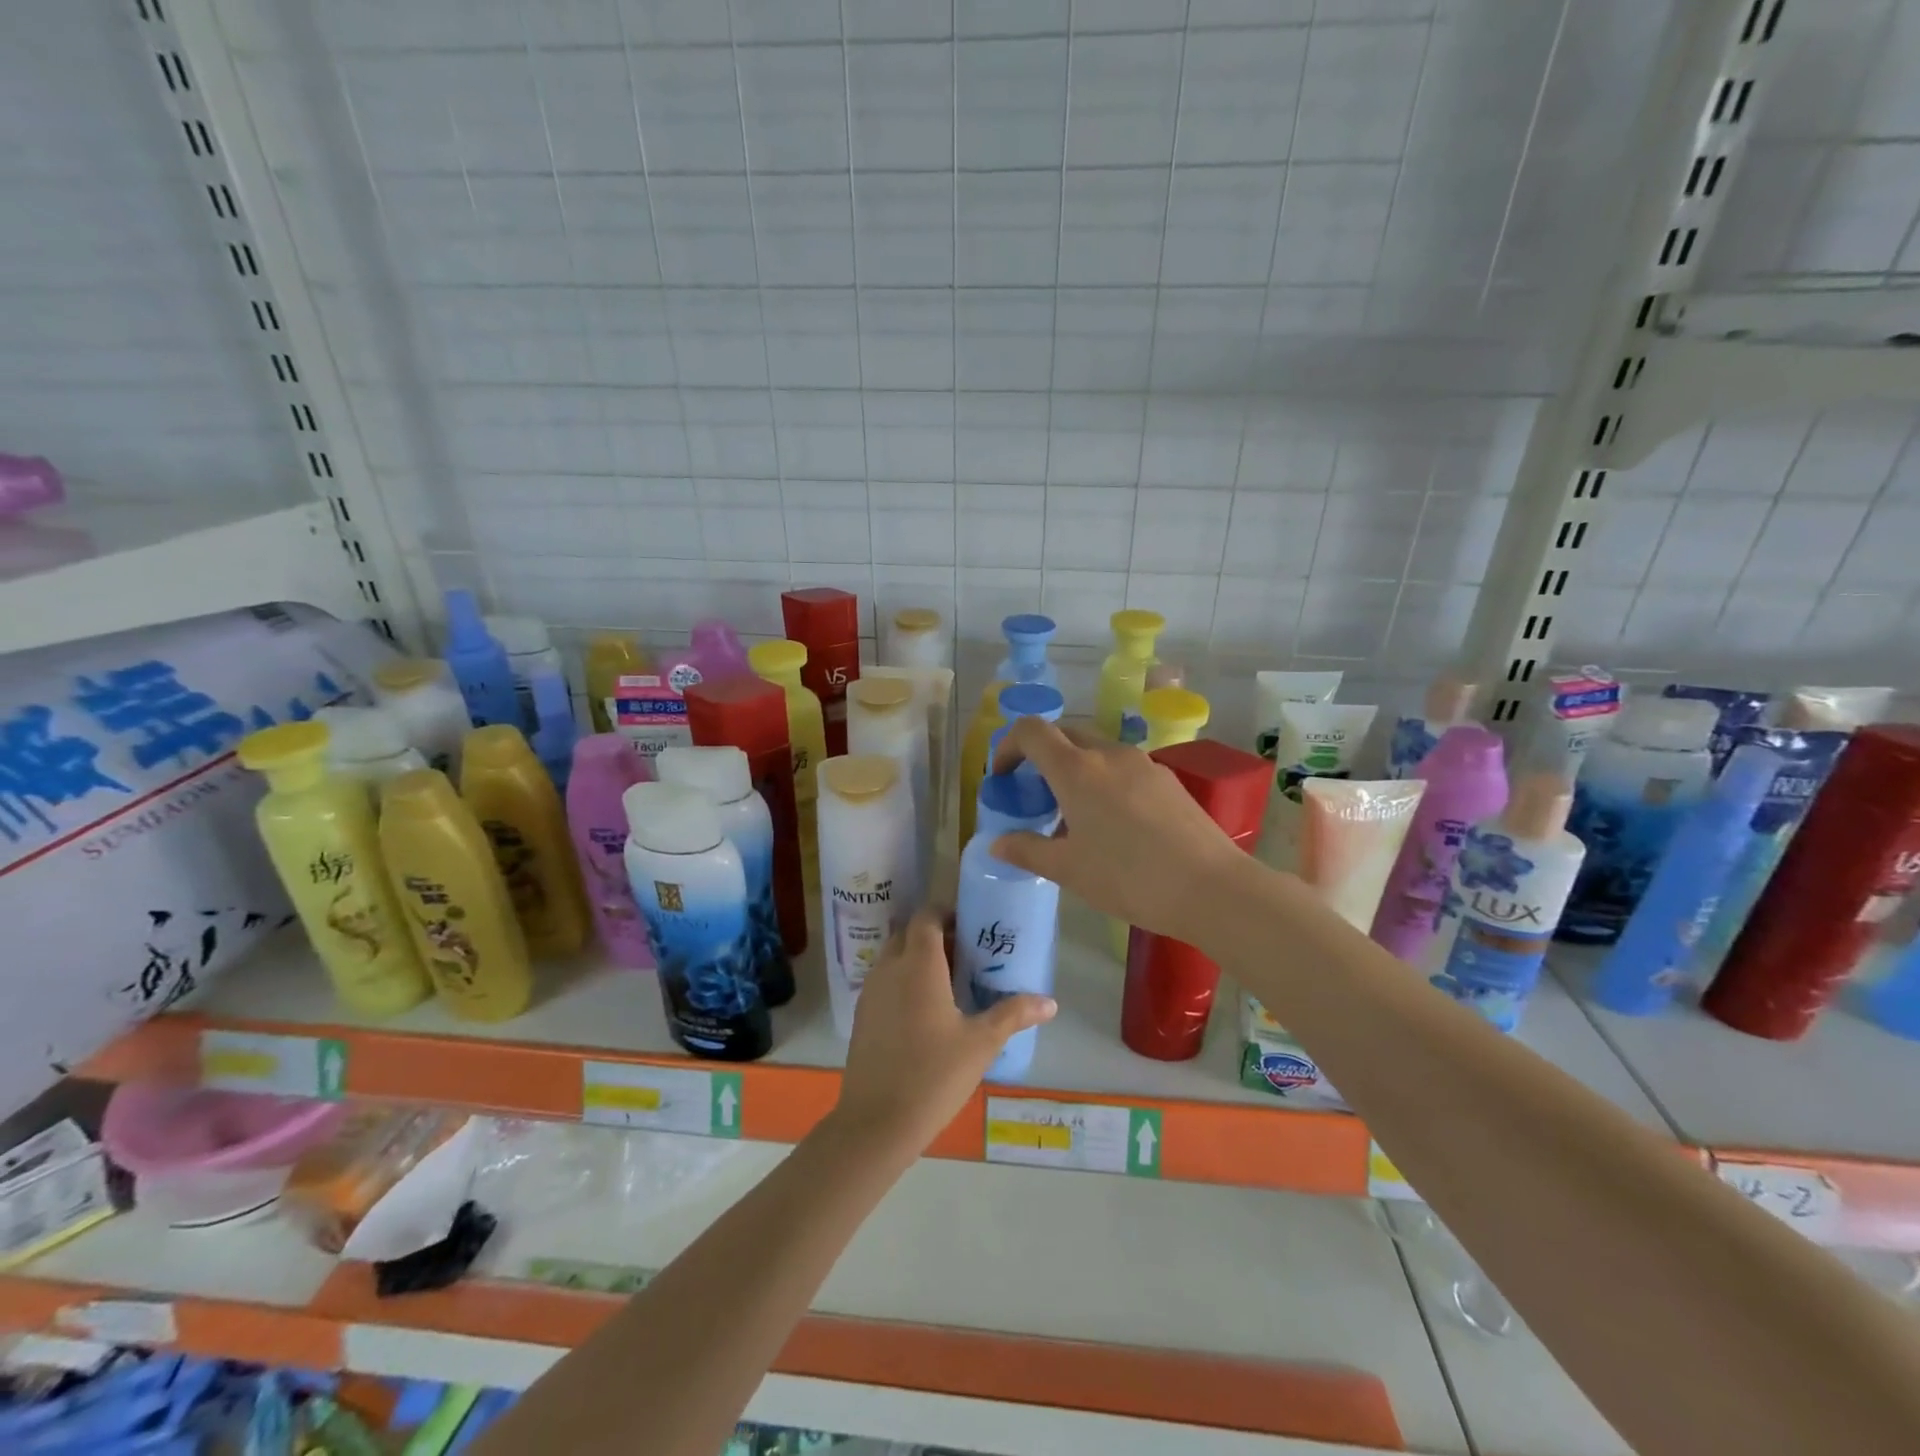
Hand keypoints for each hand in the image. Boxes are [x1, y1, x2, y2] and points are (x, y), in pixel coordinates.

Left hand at [831, 909, 1055, 1156]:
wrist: (876, 1122)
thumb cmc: (934, 1075)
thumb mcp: (981, 1043)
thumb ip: (1013, 1014)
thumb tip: (1050, 1002)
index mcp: (919, 965)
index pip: (926, 916)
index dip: (947, 913)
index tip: (971, 927)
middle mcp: (889, 968)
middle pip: (909, 933)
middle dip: (934, 935)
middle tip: (965, 954)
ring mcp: (870, 992)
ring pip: (894, 957)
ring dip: (917, 958)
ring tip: (949, 982)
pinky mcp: (862, 1015)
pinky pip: (884, 981)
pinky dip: (902, 981)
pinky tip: (925, 1011)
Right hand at [988, 717, 1250, 942]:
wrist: (1211, 888)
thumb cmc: (1128, 877)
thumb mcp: (1068, 870)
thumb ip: (1027, 851)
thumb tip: (997, 843)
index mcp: (1076, 769)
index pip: (1031, 730)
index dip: (1008, 745)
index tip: (1003, 777)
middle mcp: (1108, 753)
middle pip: (1064, 735)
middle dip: (1041, 757)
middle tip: (1035, 798)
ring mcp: (1143, 763)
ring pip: (1096, 751)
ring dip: (1075, 770)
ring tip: (1075, 817)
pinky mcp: (1168, 779)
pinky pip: (1123, 768)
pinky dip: (1104, 782)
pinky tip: (1115, 826)